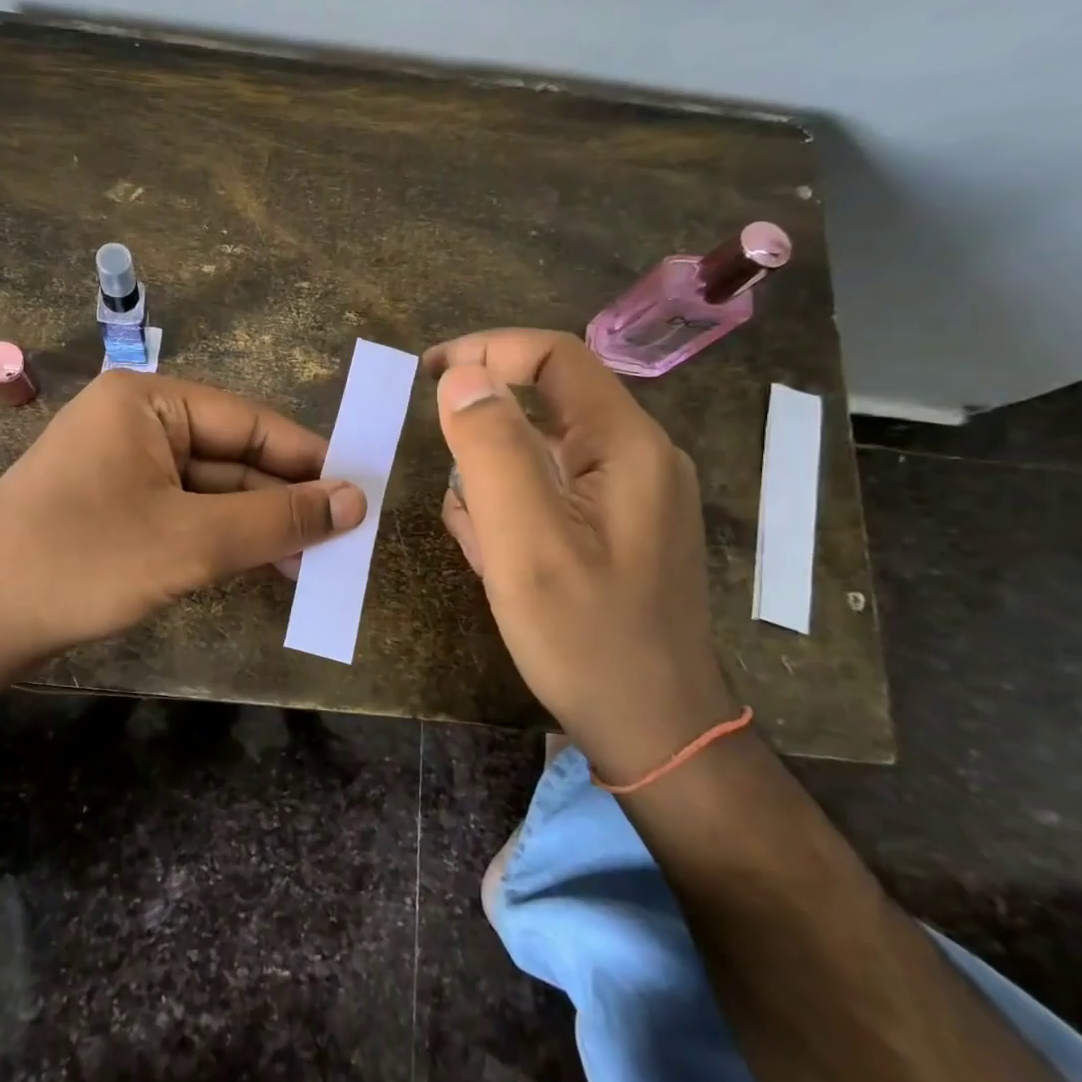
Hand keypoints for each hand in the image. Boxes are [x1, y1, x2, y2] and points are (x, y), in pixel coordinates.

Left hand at [0, 370, 364, 666]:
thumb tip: (356, 500)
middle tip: (340, 541)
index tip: (359, 493)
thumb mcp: (191, 541)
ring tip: (309, 564)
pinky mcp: (111, 508)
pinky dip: (219, 539)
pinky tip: (258, 566)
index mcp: (147, 402)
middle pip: (230, 456)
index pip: (249, 422)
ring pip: (208, 490)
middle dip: (281, 501)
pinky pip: (181, 513)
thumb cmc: (82, 561)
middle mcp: (134, 423)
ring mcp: (119, 467)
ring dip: (254, 526)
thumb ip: (276, 519)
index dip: (307, 459)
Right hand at [423, 329, 740, 783]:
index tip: (426, 375)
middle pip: (549, 400)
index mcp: (626, 445)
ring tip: (468, 523)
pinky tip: (489, 546)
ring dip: (494, 469)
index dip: (486, 351)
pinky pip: (553, 489)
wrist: (654, 730)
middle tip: (434, 450)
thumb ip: (492, 451)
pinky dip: (511, 502)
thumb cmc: (587, 638)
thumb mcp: (527, 543)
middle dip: (484, 417)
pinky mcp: (617, 529)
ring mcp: (631, 496)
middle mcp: (637, 457)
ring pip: (545, 448)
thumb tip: (460, 378)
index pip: (554, 357)